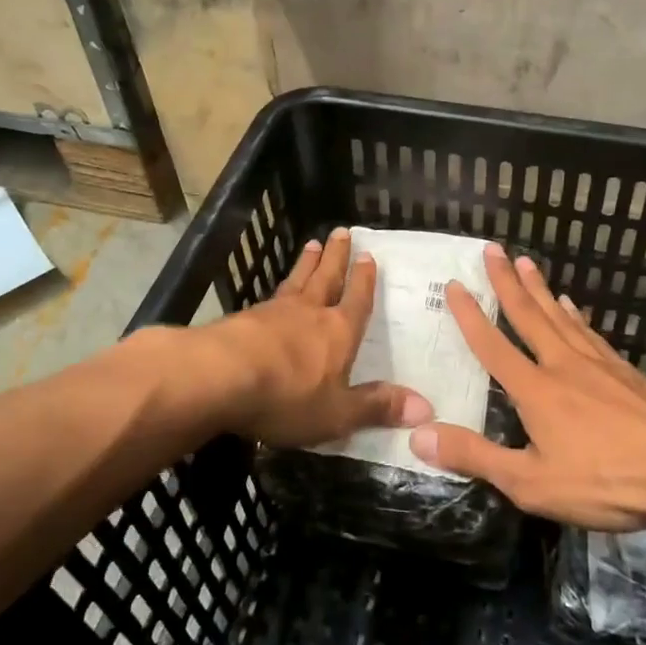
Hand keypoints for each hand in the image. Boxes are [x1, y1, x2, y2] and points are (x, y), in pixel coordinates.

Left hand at [202, 227, 432, 445]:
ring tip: (312, 244)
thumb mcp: (338, 413)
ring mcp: (274, 312)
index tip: (368, 255)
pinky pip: (269, 296)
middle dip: (336, 257)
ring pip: (297, 281)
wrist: (220, 376)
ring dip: (307, 263)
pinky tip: (274, 291)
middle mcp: (310, 313)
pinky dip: (278, 288)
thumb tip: (425, 407)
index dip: (364, 280)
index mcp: (339, 332)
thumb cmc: (288, 396)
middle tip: (341, 231)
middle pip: (327, 278)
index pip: (357, 301)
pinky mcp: (243, 319)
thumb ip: (376, 407)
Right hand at [408, 245, 645, 530]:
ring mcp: (599, 364)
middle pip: (529, 315)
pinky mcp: (628, 372)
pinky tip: (575, 308)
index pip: (493, 345)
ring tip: (526, 264)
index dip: (470, 315)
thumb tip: (418, 435)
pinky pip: (592, 333)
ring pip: (561, 317)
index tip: (455, 283)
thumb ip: (475, 457)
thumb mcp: (531, 482)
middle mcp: (563, 365)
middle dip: (506, 282)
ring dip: (541, 289)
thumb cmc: (605, 480)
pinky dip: (577, 316)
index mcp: (535, 390)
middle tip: (493, 248)